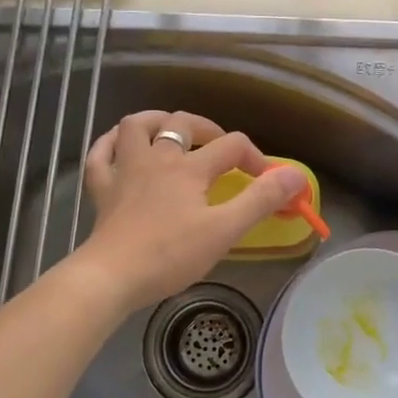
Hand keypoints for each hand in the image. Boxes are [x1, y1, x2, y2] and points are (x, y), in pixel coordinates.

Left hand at [75, 110, 306, 312]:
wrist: (111, 276)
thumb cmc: (170, 254)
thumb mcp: (224, 230)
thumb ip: (261, 200)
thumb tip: (296, 175)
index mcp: (189, 168)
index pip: (231, 146)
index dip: (255, 158)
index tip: (267, 181)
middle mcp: (156, 158)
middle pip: (182, 124)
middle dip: (207, 129)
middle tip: (220, 148)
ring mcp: (124, 171)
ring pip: (136, 127)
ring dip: (156, 121)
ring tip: (171, 131)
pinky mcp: (101, 190)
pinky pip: (101, 154)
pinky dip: (111, 144)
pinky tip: (120, 146)